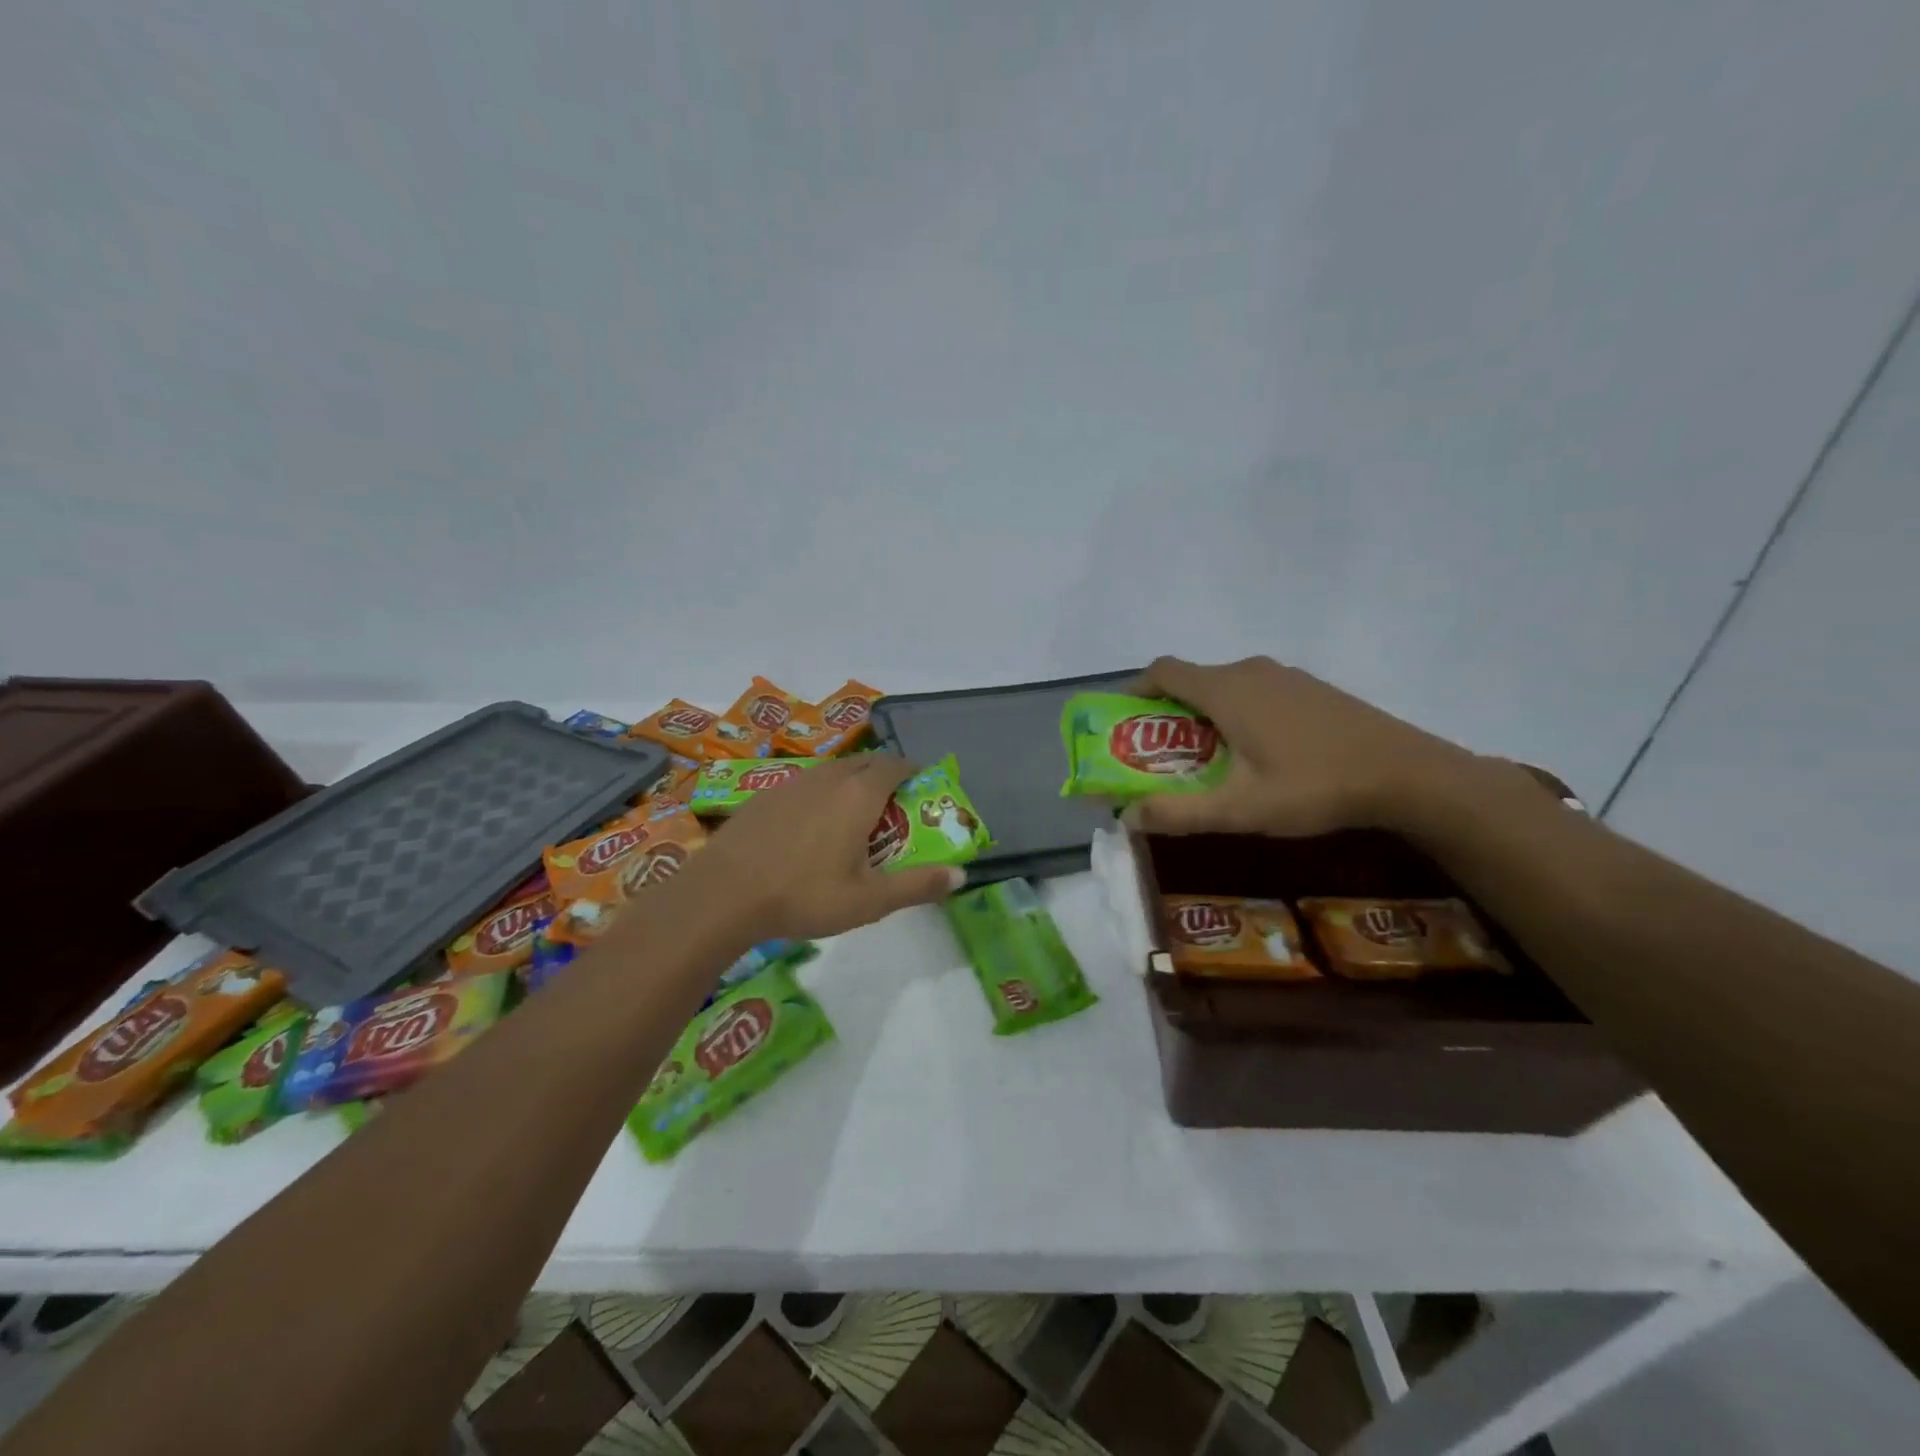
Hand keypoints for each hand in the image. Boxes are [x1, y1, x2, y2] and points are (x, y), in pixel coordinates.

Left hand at [690, 756, 964, 940]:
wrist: (723, 894)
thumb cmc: (804, 896)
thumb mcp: (869, 901)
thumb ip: (917, 886)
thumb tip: (960, 877)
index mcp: (859, 795)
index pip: (895, 765)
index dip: (913, 771)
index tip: (922, 786)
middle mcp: (829, 778)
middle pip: (865, 762)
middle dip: (885, 774)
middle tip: (893, 805)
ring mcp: (793, 782)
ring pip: (833, 770)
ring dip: (852, 781)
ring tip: (855, 813)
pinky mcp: (765, 794)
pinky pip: (806, 782)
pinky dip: (821, 792)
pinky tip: (811, 824)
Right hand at [1121, 655, 1483, 837]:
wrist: (1407, 774)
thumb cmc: (1314, 786)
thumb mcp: (1241, 809)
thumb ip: (1178, 813)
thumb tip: (1126, 817)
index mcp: (1226, 689)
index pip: (1162, 671)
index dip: (1135, 690)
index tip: (1124, 722)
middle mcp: (1250, 671)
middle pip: (1192, 680)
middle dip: (1168, 714)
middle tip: (1162, 757)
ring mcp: (1286, 676)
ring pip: (1226, 686)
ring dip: (1205, 715)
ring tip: (1207, 761)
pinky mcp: (1311, 688)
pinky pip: (1256, 691)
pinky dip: (1238, 713)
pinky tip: (1259, 754)